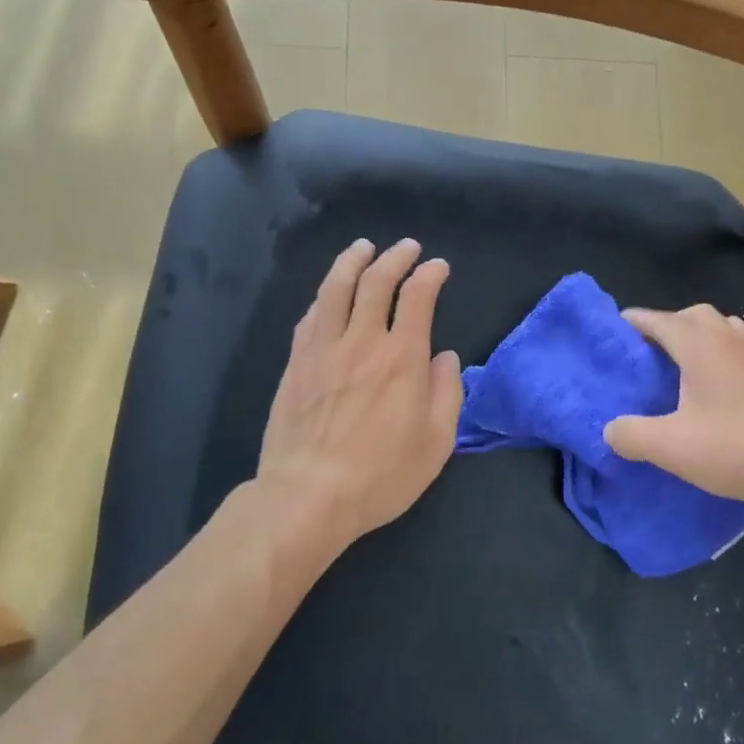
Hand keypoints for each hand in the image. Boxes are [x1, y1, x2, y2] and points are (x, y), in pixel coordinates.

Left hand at [256, 238, 462, 545]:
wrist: (307, 496)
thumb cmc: (380, 475)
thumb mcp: (436, 443)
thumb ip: (446, 393)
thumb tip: (444, 357)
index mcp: (402, 358)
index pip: (417, 296)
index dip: (430, 274)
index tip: (438, 267)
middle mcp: (362, 341)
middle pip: (376, 281)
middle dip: (395, 257)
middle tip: (406, 247)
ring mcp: (323, 348)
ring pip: (336, 288)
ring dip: (353, 261)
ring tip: (363, 248)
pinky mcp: (296, 363)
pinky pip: (311, 316)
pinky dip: (325, 296)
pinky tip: (329, 293)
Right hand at [603, 305, 743, 528]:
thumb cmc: (737, 449)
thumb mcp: (671, 447)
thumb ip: (631, 435)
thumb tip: (610, 429)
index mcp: (700, 345)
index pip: (658, 320)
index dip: (632, 323)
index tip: (611, 332)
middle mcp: (729, 339)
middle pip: (692, 315)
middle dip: (667, 326)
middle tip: (647, 354)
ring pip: (722, 329)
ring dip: (699, 338)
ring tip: (681, 368)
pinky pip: (740, 351)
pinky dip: (721, 356)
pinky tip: (716, 391)